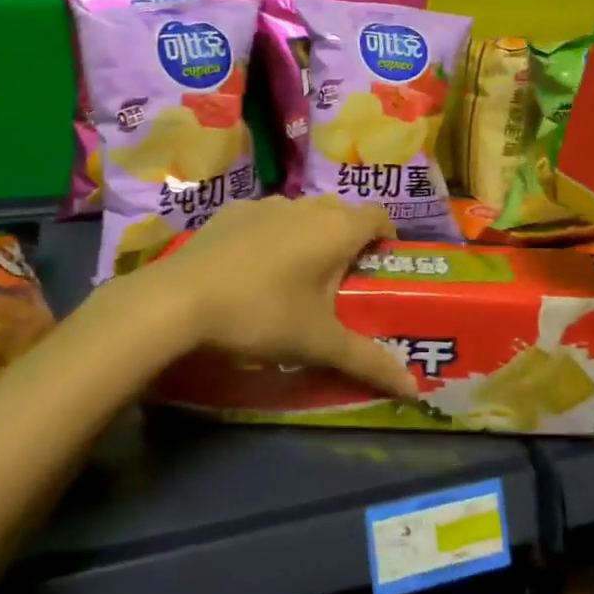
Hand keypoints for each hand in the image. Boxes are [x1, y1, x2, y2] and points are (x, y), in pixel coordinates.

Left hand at [142, 195, 417, 397]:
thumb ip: (368, 361)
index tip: (381, 266)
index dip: (387, 237)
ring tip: (296, 276)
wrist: (179, 300)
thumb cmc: (262, 315)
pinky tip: (252, 269)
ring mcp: (266, 204)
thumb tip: (414, 389)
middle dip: (348, 239)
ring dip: (309, 235)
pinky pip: (267, 218)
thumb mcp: (318, 343)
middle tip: (342, 280)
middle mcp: (306, 206)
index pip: (379, 216)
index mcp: (336, 229)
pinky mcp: (231, 211)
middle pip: (342, 213)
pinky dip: (272, 235)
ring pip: (303, 213)